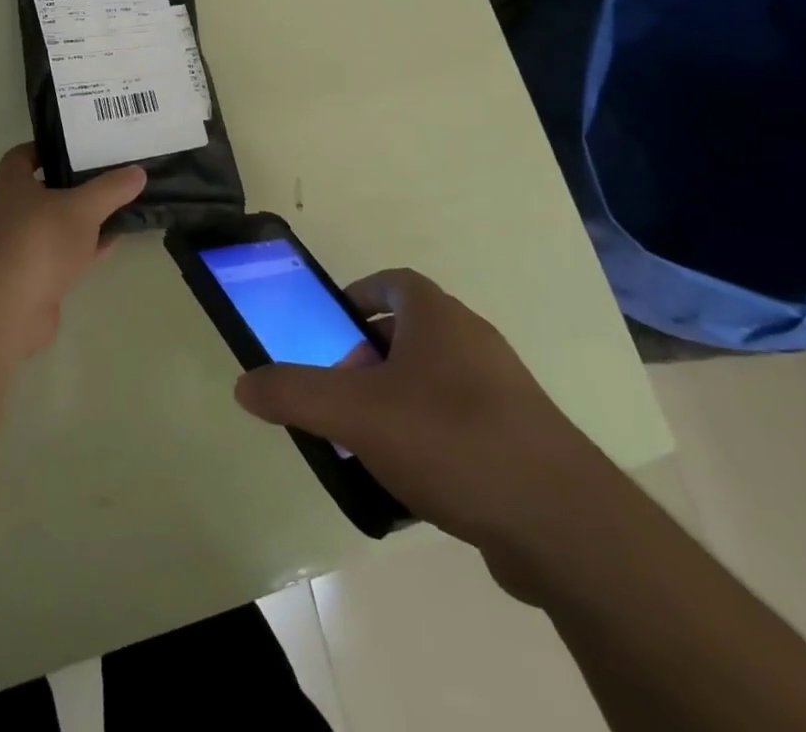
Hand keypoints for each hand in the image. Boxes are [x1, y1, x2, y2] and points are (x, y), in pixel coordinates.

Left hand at [0, 143, 146, 358]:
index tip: (79, 147)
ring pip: (52, 226)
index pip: (23, 155)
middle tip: (105, 176)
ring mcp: (14, 249)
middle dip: (72, 185)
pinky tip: (110, 243)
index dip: (49, 148)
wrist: (6, 311)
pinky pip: (58, 255)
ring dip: (79, 220)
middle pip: (41, 191)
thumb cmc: (38, 242)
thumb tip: (138, 171)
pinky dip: (81, 249)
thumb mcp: (83, 208)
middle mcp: (4, 213)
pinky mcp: (26, 279)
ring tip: (115, 208)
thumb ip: (111, 188)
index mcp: (8, 185)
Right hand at [234, 269, 614, 592]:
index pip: (394, 282)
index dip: (360, 296)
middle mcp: (474, 340)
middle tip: (341, 395)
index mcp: (438, 317)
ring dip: (399, 400)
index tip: (333, 327)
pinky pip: (462, 422)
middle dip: (370, 358)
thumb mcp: (356, 414)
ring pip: (436, 380)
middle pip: (411, 332)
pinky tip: (414, 483)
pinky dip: (432, 437)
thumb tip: (243, 384)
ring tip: (369, 442)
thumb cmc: (450, 439)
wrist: (562, 522)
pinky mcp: (522, 439)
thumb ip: (294, 394)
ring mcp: (504, 390)